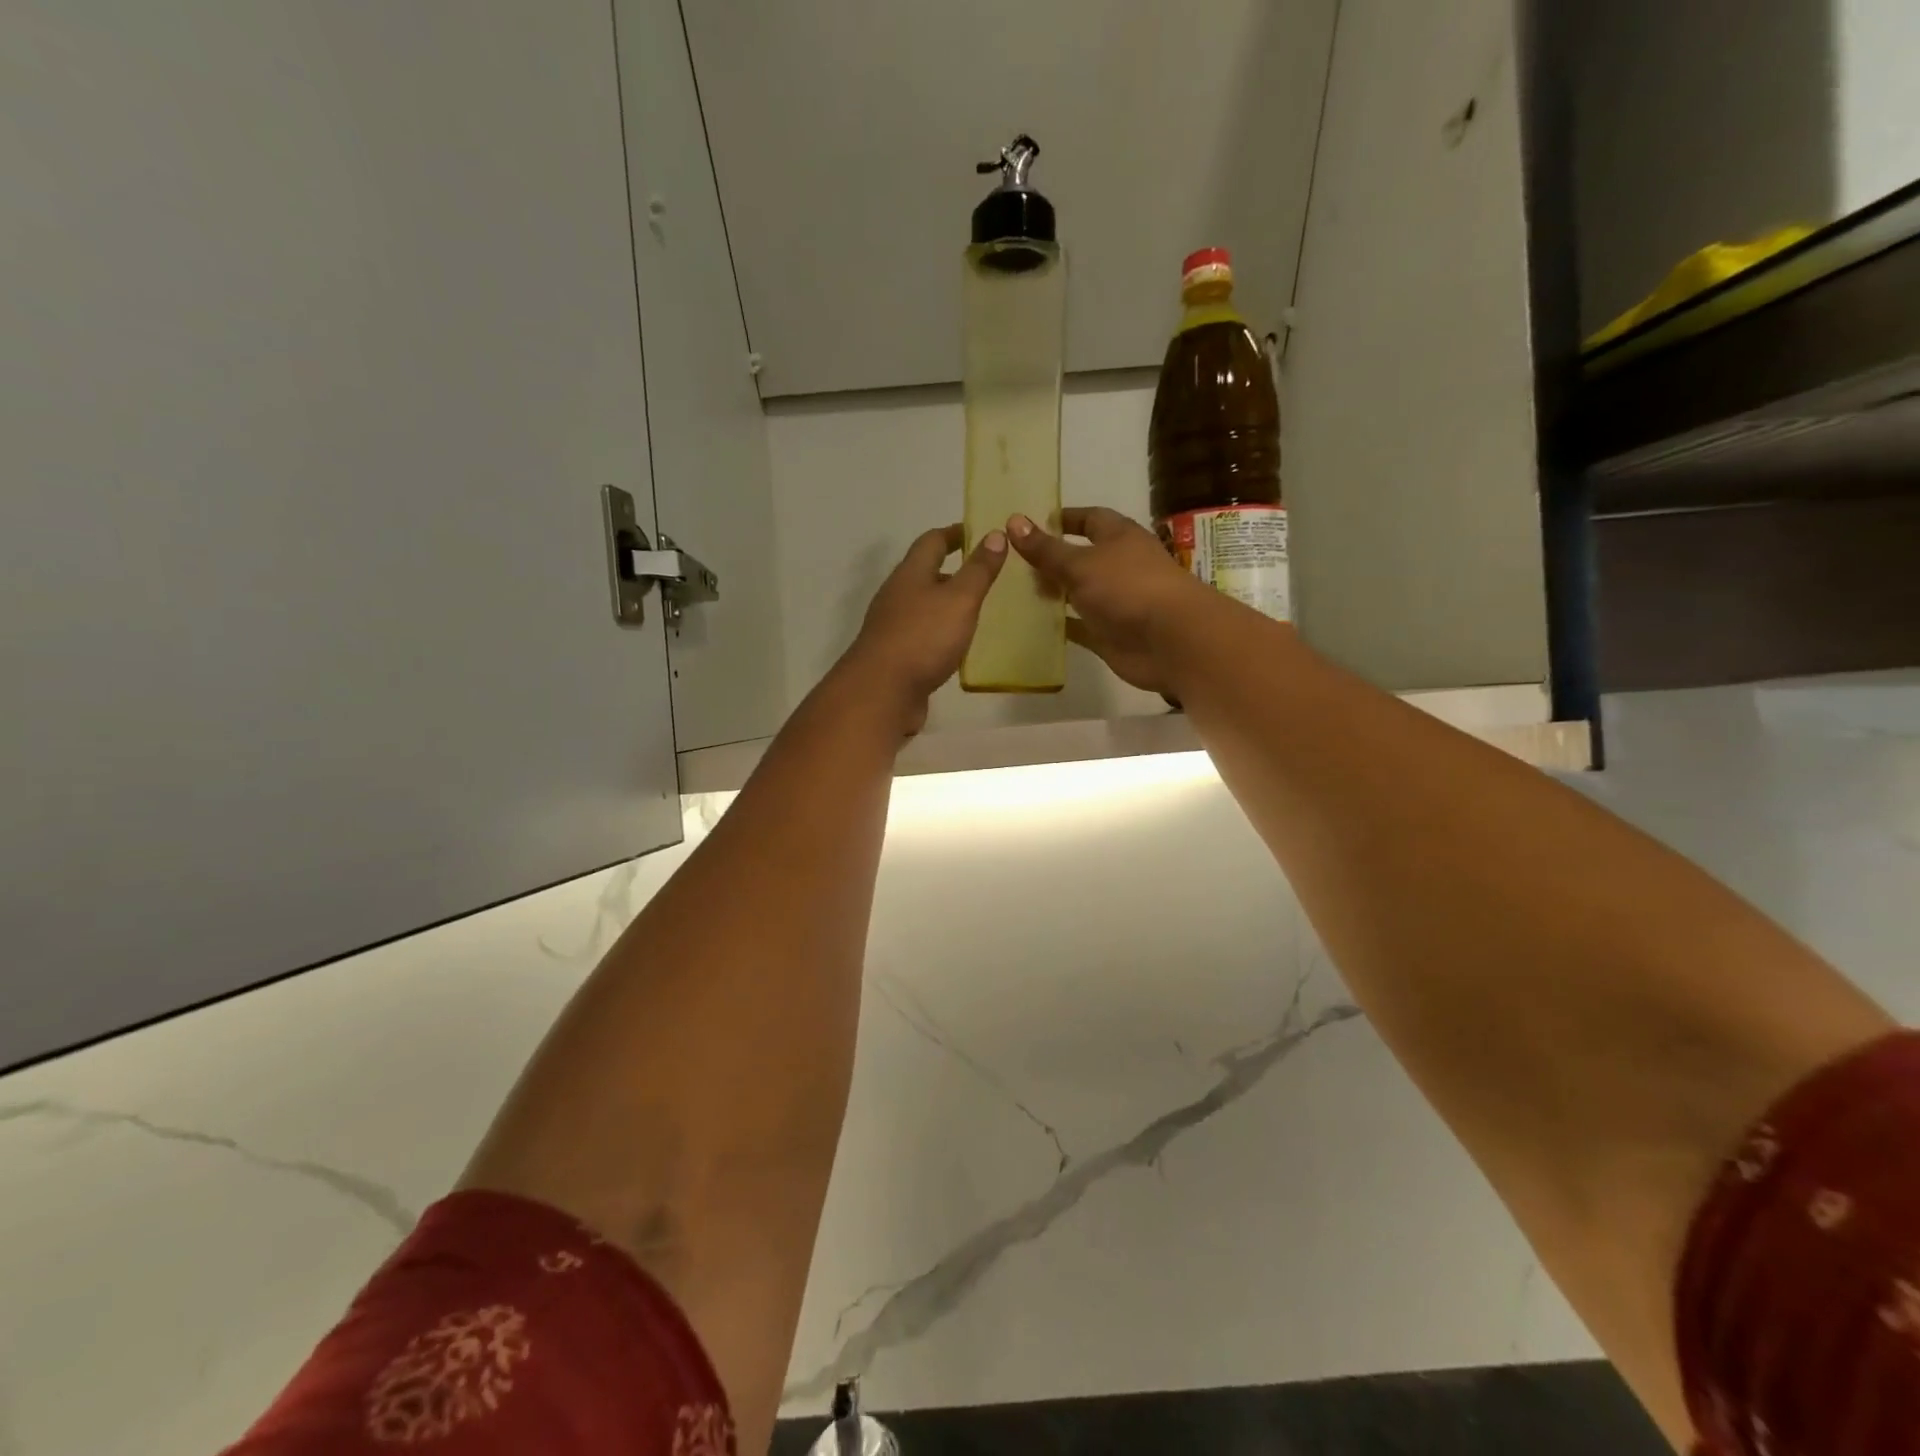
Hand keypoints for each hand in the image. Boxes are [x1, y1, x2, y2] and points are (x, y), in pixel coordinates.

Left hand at [842, 523, 1006, 733]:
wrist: (882, 692)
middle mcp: (897, 595)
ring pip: (925, 606)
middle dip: (955, 571)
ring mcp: (893, 627)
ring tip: (981, 610)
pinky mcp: (896, 656)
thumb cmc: (923, 638)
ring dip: (949, 604)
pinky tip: (960, 646)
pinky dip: (942, 633)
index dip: (957, 533)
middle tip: (990, 576)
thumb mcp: (959, 599)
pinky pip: (923, 635)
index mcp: (910, 573)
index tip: (983, 534)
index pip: (933, 541)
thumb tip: (995, 534)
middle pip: (926, 573)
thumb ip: (979, 569)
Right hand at [1007, 507, 1210, 695]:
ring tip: (1015, 592)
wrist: (1170, 640)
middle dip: (1051, 559)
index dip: (1064, 519)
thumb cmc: (1128, 587)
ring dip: (1053, 593)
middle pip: (1081, 558)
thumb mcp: (1081, 563)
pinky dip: (1060, 625)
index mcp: (1119, 538)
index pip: (1090, 519)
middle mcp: (1119, 566)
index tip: (1032, 523)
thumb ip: (1046, 549)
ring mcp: (1115, 602)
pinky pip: (1079, 626)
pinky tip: (1032, 624)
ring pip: (1078, 594)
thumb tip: (1013, 520)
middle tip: (1013, 563)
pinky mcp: (1109, 634)